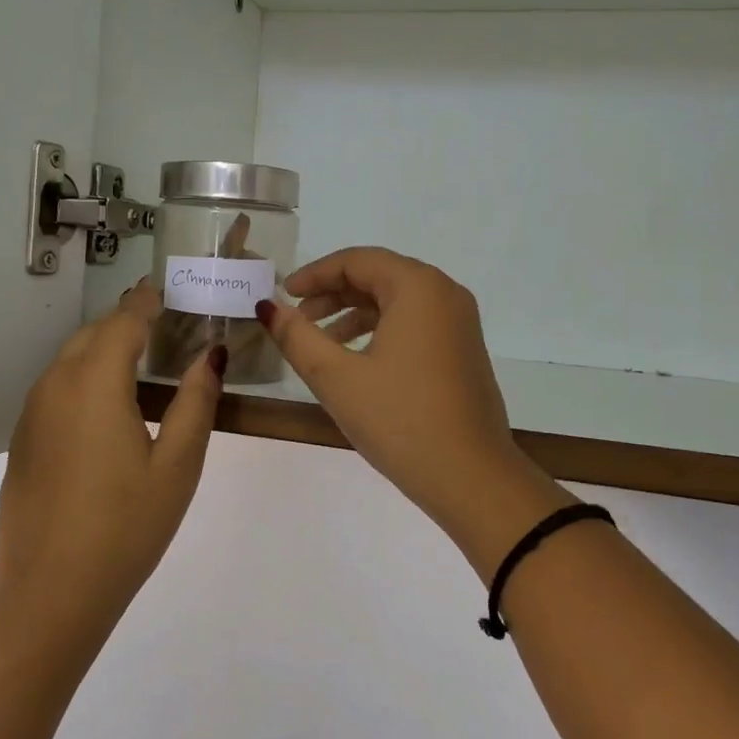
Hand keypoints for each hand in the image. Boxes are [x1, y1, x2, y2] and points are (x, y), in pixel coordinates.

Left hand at [0, 282, 224, 633]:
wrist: (49, 594)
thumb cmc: (126, 527)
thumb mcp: (177, 465)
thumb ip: (196, 402)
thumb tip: (210, 355)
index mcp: (95, 384)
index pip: (123, 323)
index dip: (145, 302)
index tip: (165, 290)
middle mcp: (55, 386)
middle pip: (92, 336)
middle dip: (124, 322)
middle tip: (161, 324)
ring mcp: (33, 414)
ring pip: (69, 361)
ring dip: (102, 349)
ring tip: (139, 360)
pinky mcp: (23, 441)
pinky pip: (56, 389)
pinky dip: (84, 378)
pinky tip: (106, 407)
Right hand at [258, 248, 573, 576]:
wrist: (471, 478)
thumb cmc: (400, 420)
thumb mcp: (336, 377)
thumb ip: (297, 337)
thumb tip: (268, 307)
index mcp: (418, 287)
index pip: (357, 261)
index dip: (315, 274)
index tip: (284, 294)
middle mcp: (445, 294)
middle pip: (379, 276)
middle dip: (333, 293)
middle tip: (298, 318)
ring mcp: (460, 323)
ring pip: (397, 301)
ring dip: (354, 313)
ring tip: (320, 343)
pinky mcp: (463, 350)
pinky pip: (415, 323)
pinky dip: (380, 330)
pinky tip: (356, 360)